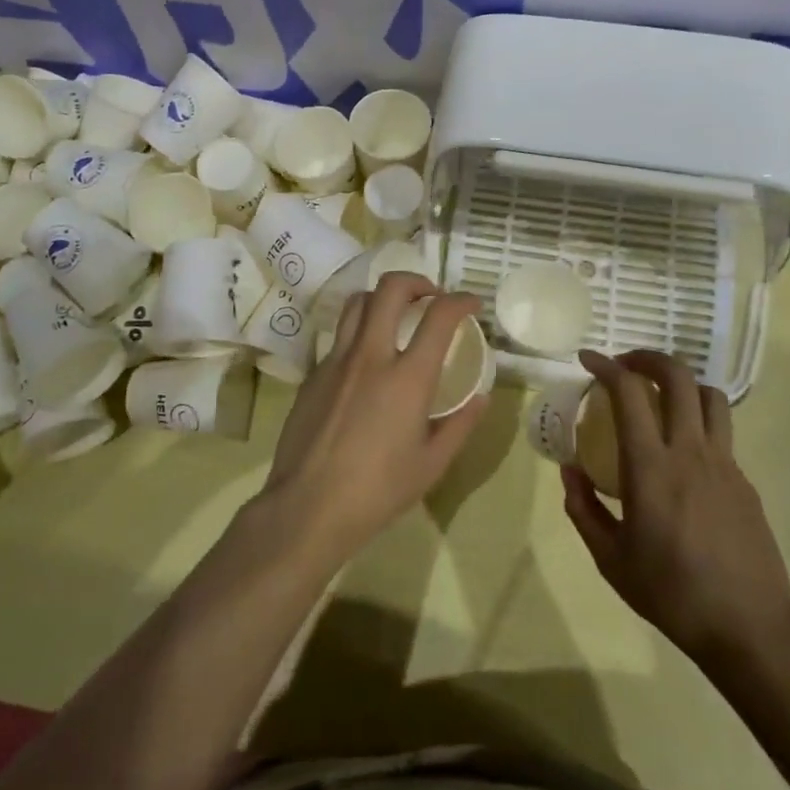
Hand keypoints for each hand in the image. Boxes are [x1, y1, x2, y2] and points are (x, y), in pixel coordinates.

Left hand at [259, 271, 488, 560]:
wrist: (308, 507)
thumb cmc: (378, 491)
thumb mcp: (432, 464)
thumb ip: (460, 425)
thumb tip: (480, 398)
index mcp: (407, 377)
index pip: (439, 316)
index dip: (460, 300)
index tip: (471, 303)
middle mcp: (371, 356)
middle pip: (390, 289)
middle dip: (417, 281)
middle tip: (431, 297)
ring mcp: (337, 361)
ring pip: (358, 302)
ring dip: (383, 298)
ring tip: (396, 315)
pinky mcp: (314, 373)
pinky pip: (340, 336)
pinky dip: (360, 331)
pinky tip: (367, 360)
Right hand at [563, 349, 789, 664]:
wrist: (751, 629)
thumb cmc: (673, 594)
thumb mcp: (611, 560)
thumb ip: (584, 510)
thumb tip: (570, 472)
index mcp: (652, 467)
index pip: (629, 392)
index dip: (606, 366)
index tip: (587, 359)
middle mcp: (691, 452)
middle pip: (678, 377)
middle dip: (648, 357)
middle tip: (626, 365)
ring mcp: (725, 463)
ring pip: (709, 396)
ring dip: (682, 382)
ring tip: (660, 395)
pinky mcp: (745, 481)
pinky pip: (721, 432)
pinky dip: (698, 420)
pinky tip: (683, 451)